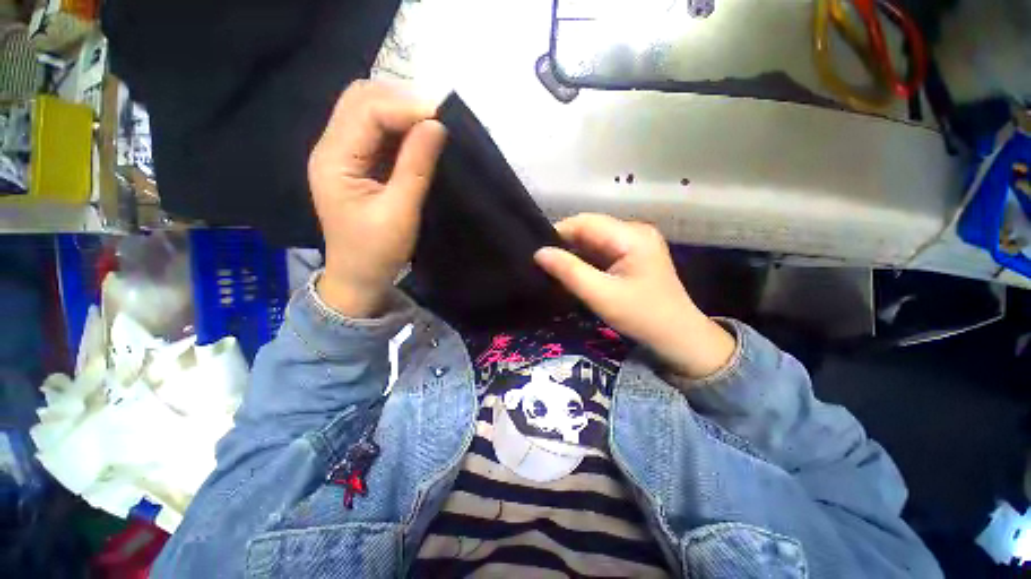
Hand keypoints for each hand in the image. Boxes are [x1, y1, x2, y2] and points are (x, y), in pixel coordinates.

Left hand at [309, 80, 446, 317]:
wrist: (359, 276)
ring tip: (431, 127)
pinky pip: (375, 132)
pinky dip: (399, 129)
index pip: (366, 111)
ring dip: (400, 112)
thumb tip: (437, 125)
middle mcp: (331, 148)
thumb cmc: (377, 251)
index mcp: (334, 160)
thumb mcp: (400, 212)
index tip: (443, 118)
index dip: (405, 107)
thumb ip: (416, 167)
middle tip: (437, 119)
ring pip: (367, 111)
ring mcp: (341, 154)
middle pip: (360, 99)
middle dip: (400, 101)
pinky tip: (418, 139)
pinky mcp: (355, 163)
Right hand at [534, 214, 734, 379]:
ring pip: (593, 240)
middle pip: (589, 229)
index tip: (537, 252)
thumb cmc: (642, 316)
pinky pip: (602, 250)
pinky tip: (572, 271)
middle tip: (542, 262)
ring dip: (573, 253)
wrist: (678, 337)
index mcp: (631, 235)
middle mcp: (634, 231)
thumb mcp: (601, 295)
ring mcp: (635, 242)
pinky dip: (585, 260)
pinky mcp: (633, 255)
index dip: (558, 233)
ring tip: (552, 267)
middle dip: (565, 244)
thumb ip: (569, 271)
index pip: (585, 222)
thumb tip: (539, 252)